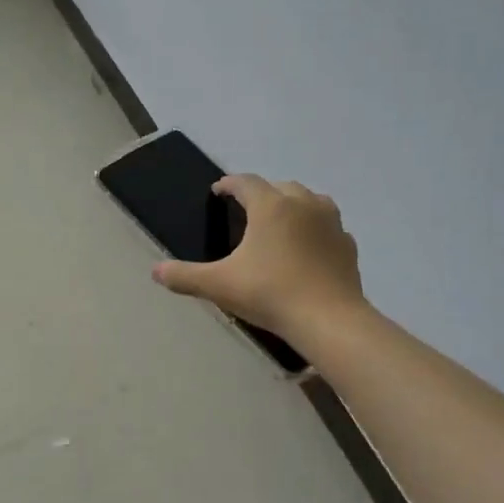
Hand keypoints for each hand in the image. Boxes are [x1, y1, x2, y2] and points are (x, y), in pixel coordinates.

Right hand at [150, 174, 363, 336]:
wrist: (329, 320)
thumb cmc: (270, 294)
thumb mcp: (219, 285)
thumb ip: (185, 276)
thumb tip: (156, 272)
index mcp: (270, 206)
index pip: (245, 183)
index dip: (229, 184)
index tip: (218, 191)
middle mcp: (303, 204)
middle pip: (279, 187)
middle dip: (261, 193)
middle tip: (246, 210)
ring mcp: (331, 222)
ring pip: (309, 200)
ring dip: (292, 205)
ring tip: (279, 223)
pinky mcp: (347, 244)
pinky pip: (328, 227)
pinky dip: (315, 230)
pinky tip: (308, 249)